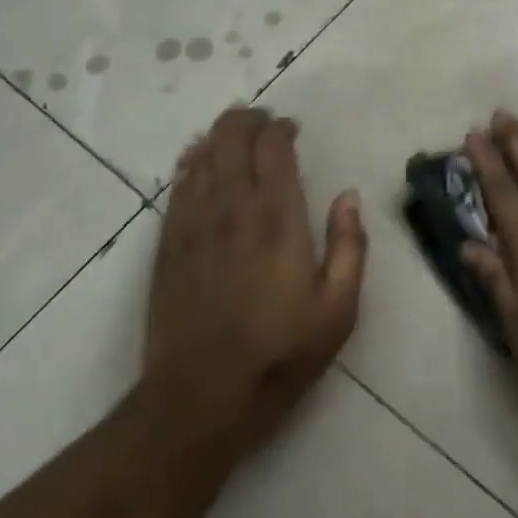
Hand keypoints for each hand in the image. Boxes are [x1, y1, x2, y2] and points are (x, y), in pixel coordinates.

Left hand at [144, 107, 367, 455]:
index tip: (291, 130)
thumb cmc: (279, 354)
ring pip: (202, 155)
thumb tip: (349, 196)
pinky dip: (189, 163)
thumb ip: (349, 246)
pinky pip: (177, 186)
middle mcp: (234, 208)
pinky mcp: (168, 243)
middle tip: (263, 123)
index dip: (281, 128)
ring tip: (233, 134)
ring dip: (218, 136)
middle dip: (248, 119)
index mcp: (279, 219)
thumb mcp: (338, 310)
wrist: (200, 398)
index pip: (274, 148)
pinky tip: (195, 159)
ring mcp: (194, 223)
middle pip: (232, 138)